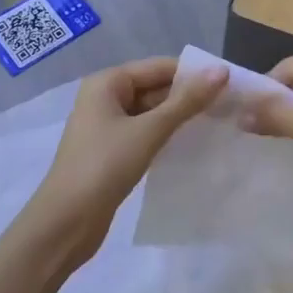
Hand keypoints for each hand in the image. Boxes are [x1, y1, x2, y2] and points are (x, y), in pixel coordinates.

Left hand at [25, 57, 226, 263]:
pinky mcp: (112, 151)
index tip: (229, 84)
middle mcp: (105, 97)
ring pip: (152, 112)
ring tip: (218, 123)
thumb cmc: (103, 167)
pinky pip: (145, 133)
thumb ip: (186, 101)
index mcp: (108, 82)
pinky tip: (192, 144)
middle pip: (155, 87)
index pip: (160, 67)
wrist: (64, 225)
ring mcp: (107, 126)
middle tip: (229, 106)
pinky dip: (167, 135)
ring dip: (180, 117)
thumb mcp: (149, 131)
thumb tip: (221, 70)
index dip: (193, 74)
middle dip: (189, 96)